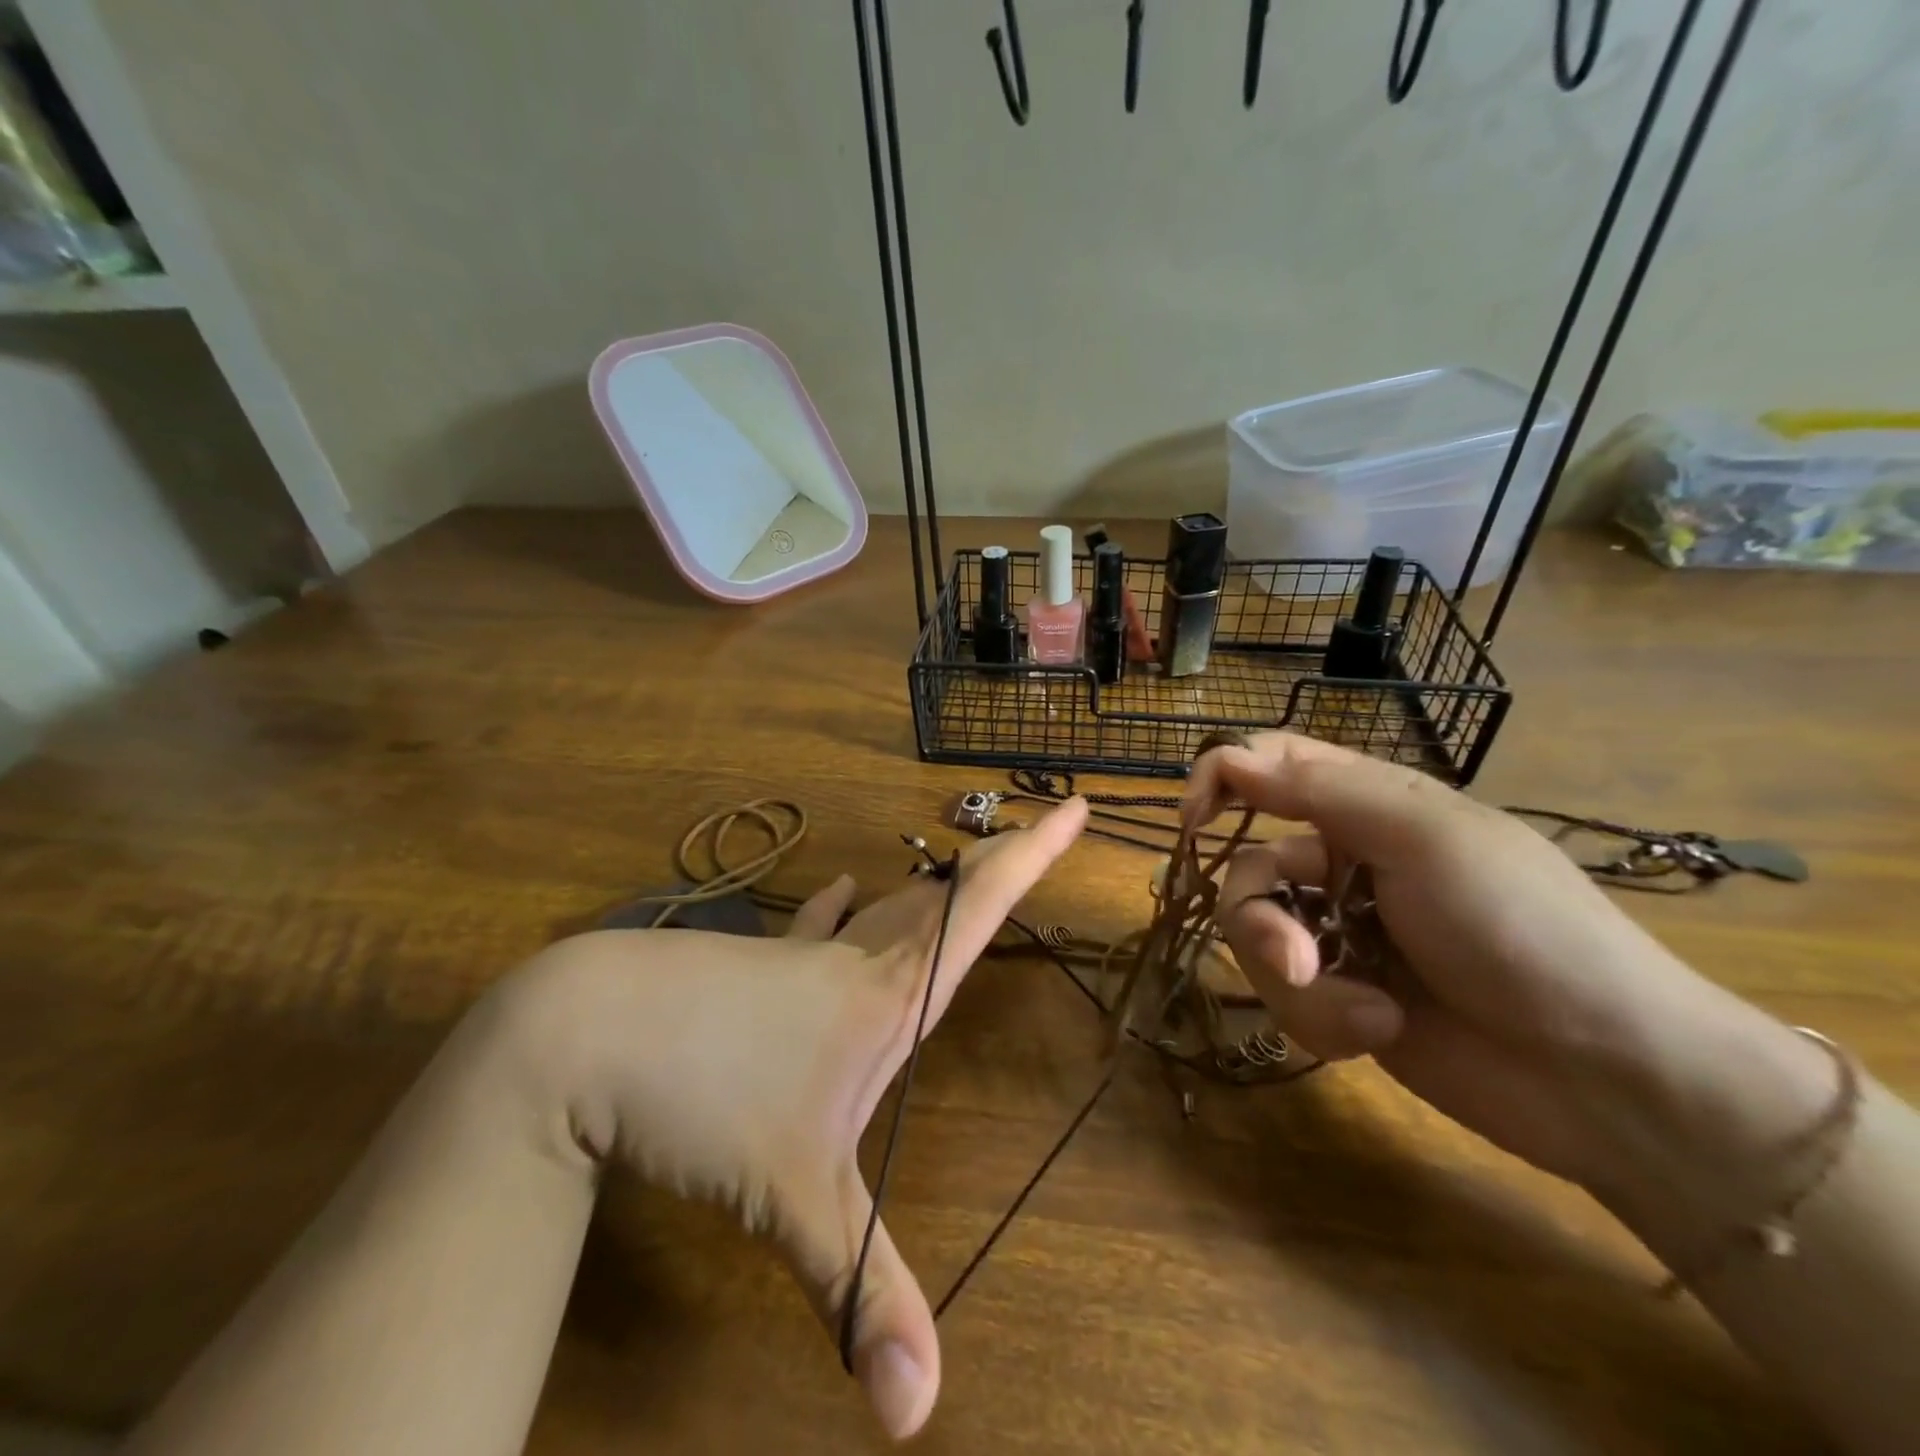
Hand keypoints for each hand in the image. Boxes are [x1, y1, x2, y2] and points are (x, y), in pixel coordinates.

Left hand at [479, 798, 1087, 1439]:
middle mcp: (853, 962)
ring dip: (928, 891)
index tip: (1075, 808)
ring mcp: (798, 958)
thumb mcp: (789, 1196)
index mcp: (884, 993)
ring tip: (959, 870)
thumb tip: (919, 1416)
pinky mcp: (752, 966)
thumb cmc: (701, 1093)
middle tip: (1038, 832)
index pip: (978, 909)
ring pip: (884, 912)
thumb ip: (858, 1291)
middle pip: (943, 899)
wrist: (582, 1032)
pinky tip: (838, 888)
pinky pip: (813, 930)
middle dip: (998, 865)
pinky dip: (834, 910)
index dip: (1032, 858)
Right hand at [1183, 733, 1825, 1204]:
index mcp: (1367, 808)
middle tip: (1296, 959)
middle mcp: (1344, 865)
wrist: (1608, 1078)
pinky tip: (1380, 1032)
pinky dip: (1323, 1018)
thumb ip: (1318, 791)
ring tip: (1364, 1014)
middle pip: (1247, 869)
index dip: (1222, 779)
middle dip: (1259, 921)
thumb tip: (1228, 758)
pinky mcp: (1341, 999)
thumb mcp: (1423, 838)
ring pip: (1257, 939)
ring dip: (1298, 981)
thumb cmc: (1522, 928)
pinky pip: (1286, 996)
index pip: (1271, 766)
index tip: (1192, 822)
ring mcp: (1341, 935)